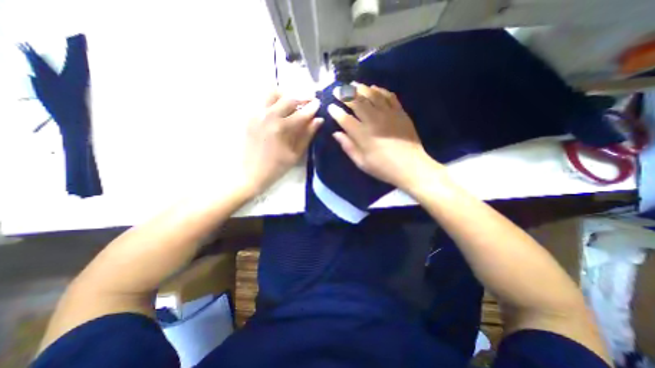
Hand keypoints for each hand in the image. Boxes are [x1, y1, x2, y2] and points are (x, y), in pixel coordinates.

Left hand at [240, 91, 320, 194]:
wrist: (251, 173)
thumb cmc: (277, 167)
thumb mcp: (296, 153)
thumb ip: (307, 135)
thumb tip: (318, 120)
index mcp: (281, 128)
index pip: (301, 113)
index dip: (312, 108)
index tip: (319, 103)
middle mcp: (268, 116)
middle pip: (288, 99)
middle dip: (302, 98)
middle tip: (309, 101)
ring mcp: (257, 114)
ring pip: (272, 94)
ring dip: (286, 96)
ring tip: (293, 103)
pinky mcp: (250, 117)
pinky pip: (262, 101)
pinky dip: (274, 101)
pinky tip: (279, 111)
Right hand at [326, 84, 439, 189]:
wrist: (410, 166)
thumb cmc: (383, 167)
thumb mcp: (362, 162)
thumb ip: (348, 147)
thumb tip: (336, 134)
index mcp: (362, 134)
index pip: (345, 119)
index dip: (336, 112)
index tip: (330, 107)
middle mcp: (373, 120)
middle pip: (356, 102)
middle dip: (344, 95)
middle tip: (337, 90)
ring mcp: (388, 114)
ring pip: (372, 95)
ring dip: (360, 88)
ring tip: (353, 84)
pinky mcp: (400, 112)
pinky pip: (389, 96)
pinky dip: (380, 90)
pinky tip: (374, 88)